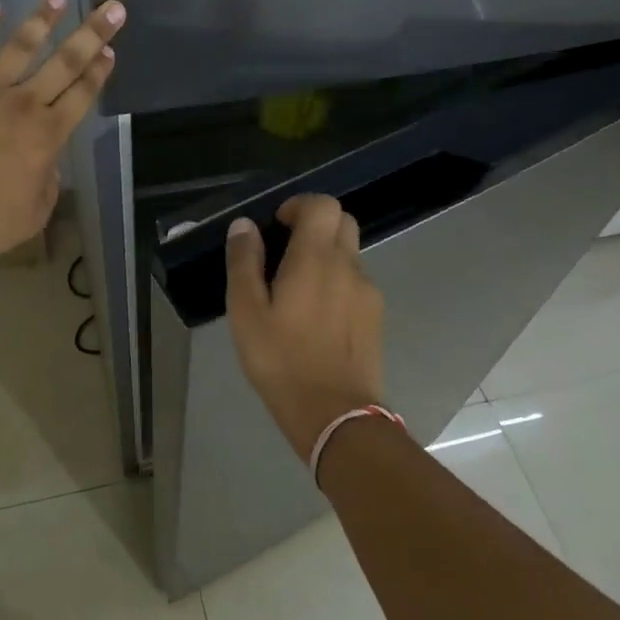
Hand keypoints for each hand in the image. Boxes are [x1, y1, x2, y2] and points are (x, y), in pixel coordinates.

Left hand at [0, 0, 123, 275]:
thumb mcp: (34, 214)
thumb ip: (48, 179)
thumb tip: (45, 159)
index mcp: (47, 136)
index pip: (82, 95)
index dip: (99, 72)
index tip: (111, 51)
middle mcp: (22, 103)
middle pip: (65, 62)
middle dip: (92, 34)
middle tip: (111, 7)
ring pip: (19, 45)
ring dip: (41, 20)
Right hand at [226, 195, 385, 458]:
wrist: (336, 415)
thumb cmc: (282, 361)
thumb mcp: (246, 312)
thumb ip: (244, 263)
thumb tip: (244, 225)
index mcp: (316, 258)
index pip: (323, 204)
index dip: (299, 205)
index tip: (277, 226)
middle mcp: (349, 266)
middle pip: (342, 222)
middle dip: (315, 225)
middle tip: (285, 253)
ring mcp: (368, 292)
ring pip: (350, 254)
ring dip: (326, 256)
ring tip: (296, 291)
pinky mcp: (376, 317)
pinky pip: (356, 283)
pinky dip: (337, 283)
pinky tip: (316, 318)